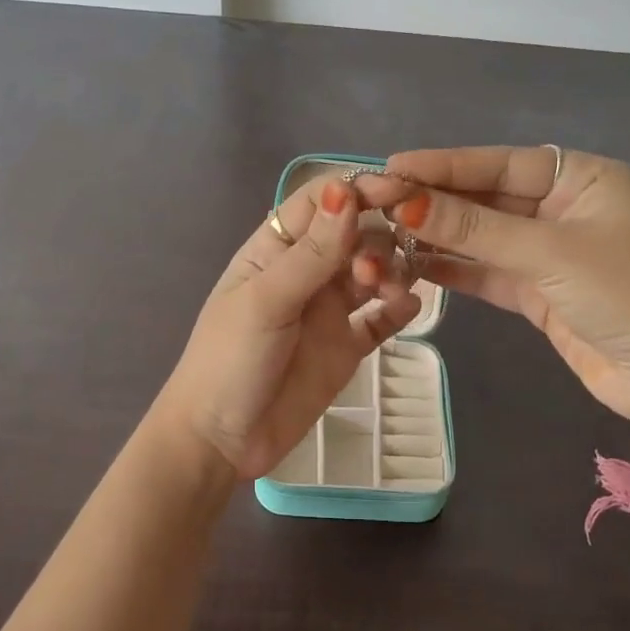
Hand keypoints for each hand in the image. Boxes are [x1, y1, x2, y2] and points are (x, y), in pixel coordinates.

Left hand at [154, 176, 420, 480]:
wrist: (221, 440)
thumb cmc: (230, 360)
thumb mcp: (267, 300)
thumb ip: (312, 252)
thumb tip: (346, 190)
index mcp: (277, 250)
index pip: (322, 202)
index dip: (358, 191)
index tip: (398, 192)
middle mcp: (308, 272)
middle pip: (356, 234)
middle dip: (378, 237)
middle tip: (377, 269)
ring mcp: (329, 310)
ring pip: (375, 272)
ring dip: (391, 271)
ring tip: (387, 293)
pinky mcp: (348, 346)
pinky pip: (382, 319)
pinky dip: (399, 309)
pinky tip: (409, 309)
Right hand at [361, 147, 629, 433]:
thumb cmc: (625, 293)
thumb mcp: (548, 252)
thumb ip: (474, 228)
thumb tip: (405, 204)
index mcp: (581, 178)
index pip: (500, 162)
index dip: (445, 164)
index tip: (393, 165)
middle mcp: (563, 207)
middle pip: (487, 197)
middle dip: (434, 200)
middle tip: (377, 199)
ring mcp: (548, 251)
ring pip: (482, 235)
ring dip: (438, 235)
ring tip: (383, 230)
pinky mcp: (537, 291)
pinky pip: (486, 271)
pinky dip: (453, 269)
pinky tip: (412, 263)